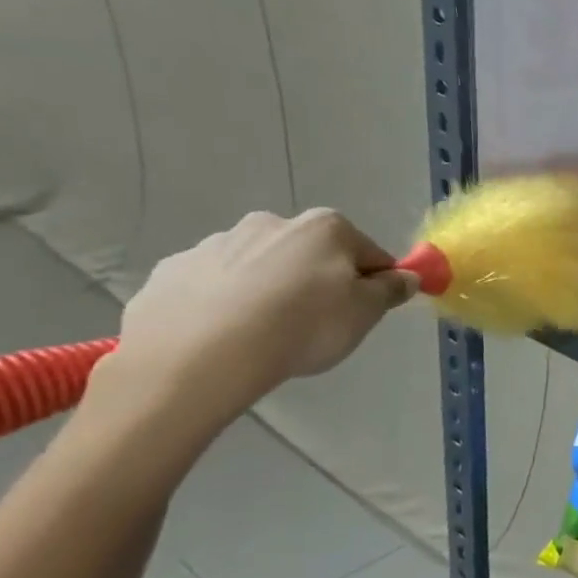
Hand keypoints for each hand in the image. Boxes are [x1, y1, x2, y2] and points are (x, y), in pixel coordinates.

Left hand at [101, 209, 416, 425]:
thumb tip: (405, 276)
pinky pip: (213, 285)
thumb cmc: (304, 326)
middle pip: (311, 254)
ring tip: (265, 334)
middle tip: (316, 325)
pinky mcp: (172, 270)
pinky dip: (223, 302)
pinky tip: (226, 334)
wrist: (201, 354)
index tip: (366, 312)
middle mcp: (272, 222)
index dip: (374, 284)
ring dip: (269, 289)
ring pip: (260, 267)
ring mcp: (216, 244)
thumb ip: (391, 290)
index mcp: (326, 228)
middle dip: (317, 281)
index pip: (368, 253)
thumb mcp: (366, 313)